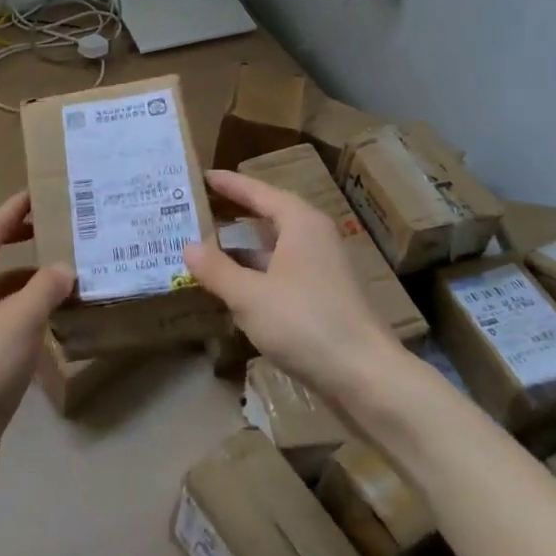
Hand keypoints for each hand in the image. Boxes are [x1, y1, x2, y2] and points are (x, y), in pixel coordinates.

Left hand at [0, 191, 74, 498]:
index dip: (12, 210)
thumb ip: (45, 288)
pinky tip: (45, 317)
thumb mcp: (21, 321)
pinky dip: (19, 304)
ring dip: (17, 272)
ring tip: (53, 271)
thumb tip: (64, 267)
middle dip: (8, 234)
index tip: (37, 193)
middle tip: (41, 228)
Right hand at [184, 169, 408, 400]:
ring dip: (242, 248)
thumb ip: (216, 269)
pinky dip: (256, 272)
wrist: (367, 379)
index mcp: (300, 222)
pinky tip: (233, 287)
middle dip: (233, 214)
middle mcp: (314, 237)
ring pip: (274, 247)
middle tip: (198, 208)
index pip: (258, 191)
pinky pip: (281, 271)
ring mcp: (322, 268)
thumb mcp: (250, 296)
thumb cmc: (306, 323)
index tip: (201, 176)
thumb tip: (188, 246)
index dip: (229, 184)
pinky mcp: (324, 297)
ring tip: (206, 247)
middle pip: (267, 215)